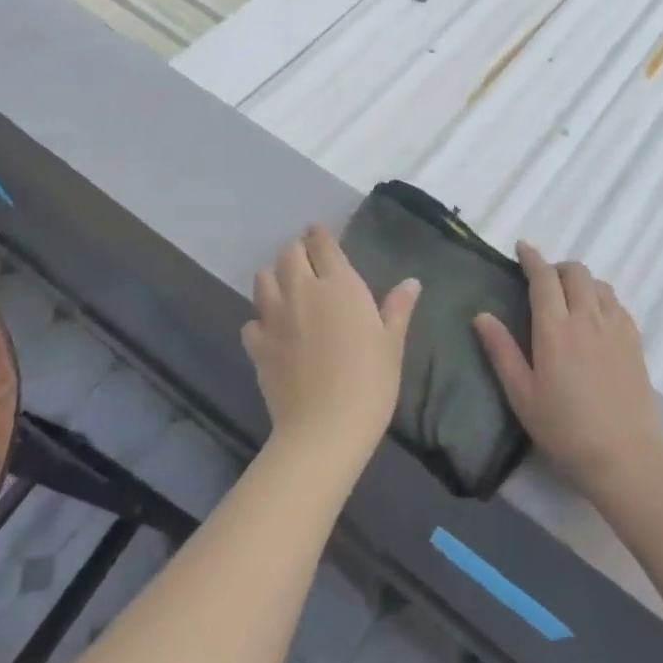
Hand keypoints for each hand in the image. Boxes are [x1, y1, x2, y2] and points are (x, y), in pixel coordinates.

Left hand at [244, 226, 418, 478]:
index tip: (320, 233)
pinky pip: (251, 321)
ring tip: (285, 287)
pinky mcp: (258, 346)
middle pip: (289, 254)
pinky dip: (260, 320)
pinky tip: (271, 331)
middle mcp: (303, 291)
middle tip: (307, 260)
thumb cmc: (370, 382)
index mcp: (339, 285)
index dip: (320, 235)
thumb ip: (397, 308)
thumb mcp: (392, 344)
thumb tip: (411, 282)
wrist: (325, 429)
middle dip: (297, 251)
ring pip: (263, 279)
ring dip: (274, 276)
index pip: (323, 244)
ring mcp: (275, 317)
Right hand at [473, 243, 662, 502]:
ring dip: (581, 280)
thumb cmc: (565, 429)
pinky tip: (596, 317)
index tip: (522, 248)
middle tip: (543, 281)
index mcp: (555, 329)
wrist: (625, 456)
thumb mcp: (522, 395)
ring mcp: (615, 328)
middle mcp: (587, 318)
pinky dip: (602, 297)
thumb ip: (501, 351)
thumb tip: (481, 316)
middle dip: (557, 267)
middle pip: (575, 272)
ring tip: (570, 298)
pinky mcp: (635, 341)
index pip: (543, 278)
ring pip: (599, 284)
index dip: (532, 258)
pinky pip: (617, 303)